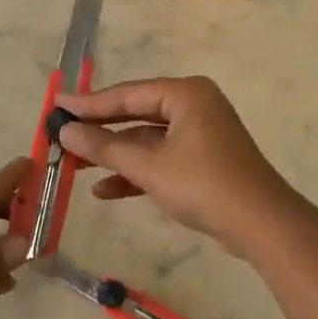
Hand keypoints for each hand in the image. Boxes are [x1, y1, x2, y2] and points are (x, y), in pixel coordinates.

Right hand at [54, 77, 297, 255]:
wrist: (260, 224)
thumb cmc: (203, 185)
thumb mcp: (148, 166)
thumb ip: (105, 147)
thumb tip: (65, 131)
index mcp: (185, 94)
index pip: (126, 94)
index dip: (88, 103)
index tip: (57, 105)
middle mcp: (193, 106)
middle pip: (135, 114)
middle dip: (99, 130)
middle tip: (61, 134)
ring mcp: (199, 135)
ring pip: (146, 140)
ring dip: (114, 155)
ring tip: (75, 166)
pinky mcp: (202, 161)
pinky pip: (160, 159)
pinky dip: (136, 173)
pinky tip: (105, 191)